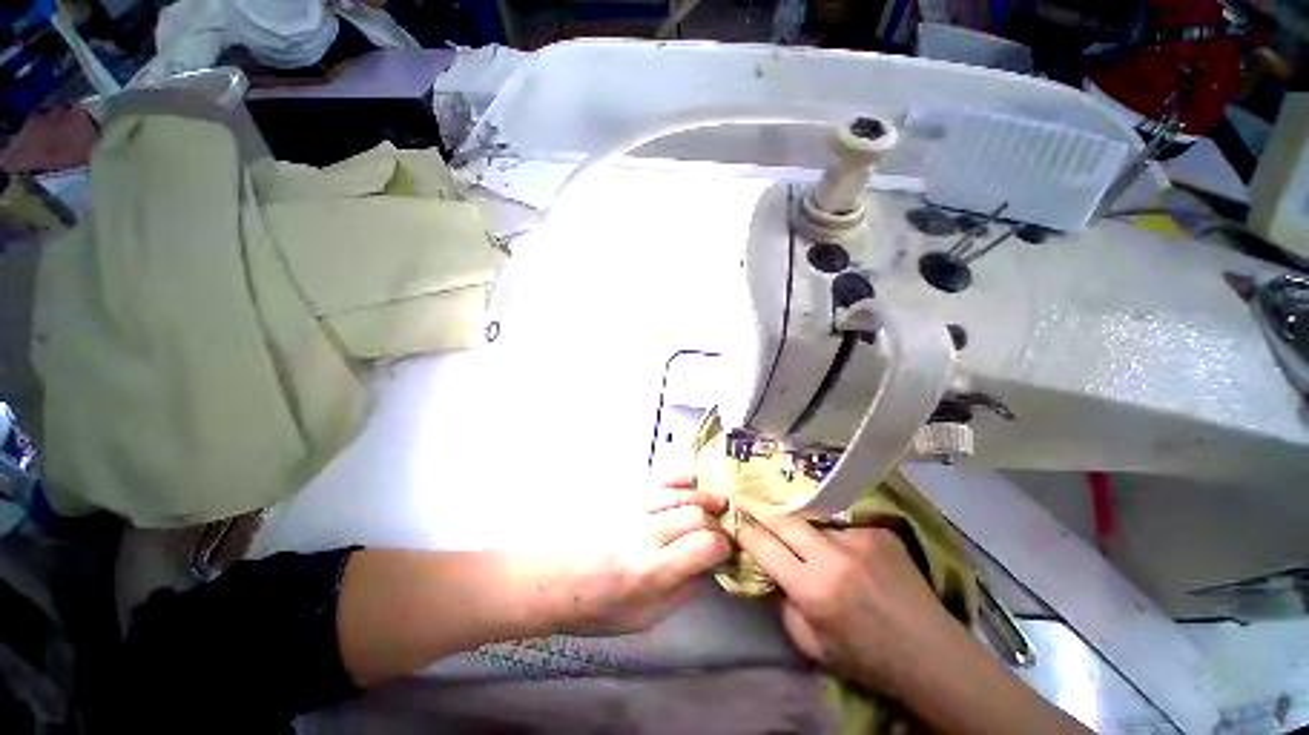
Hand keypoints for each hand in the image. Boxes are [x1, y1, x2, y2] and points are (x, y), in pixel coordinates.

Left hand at [544, 479, 731, 634]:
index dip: (723, 546)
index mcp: (650, 570)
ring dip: (704, 498)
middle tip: (720, 531)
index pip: (705, 545)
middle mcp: (645, 532)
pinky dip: (679, 480)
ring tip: (717, 504)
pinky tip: (691, 482)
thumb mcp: (642, 618)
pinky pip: (658, 480)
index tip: (725, 551)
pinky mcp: (623, 494)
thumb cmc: (594, 606)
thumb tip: (709, 569)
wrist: (550, 576)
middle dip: (716, 522)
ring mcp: (633, 507)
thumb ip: (682, 592)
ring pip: (681, 493)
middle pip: (697, 514)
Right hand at [733, 505, 960, 694]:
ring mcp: (858, 539)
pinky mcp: (878, 532)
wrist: (931, 655)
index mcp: (813, 590)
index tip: (733, 522)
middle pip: (783, 520)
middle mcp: (833, 557)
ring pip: (812, 521)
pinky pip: (842, 526)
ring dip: (798, 524)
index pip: (765, 547)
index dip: (745, 532)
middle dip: (757, 506)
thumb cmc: (867, 659)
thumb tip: (769, 571)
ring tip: (793, 527)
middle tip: (740, 495)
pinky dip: (832, 535)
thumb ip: (783, 604)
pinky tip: (842, 551)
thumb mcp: (811, 645)